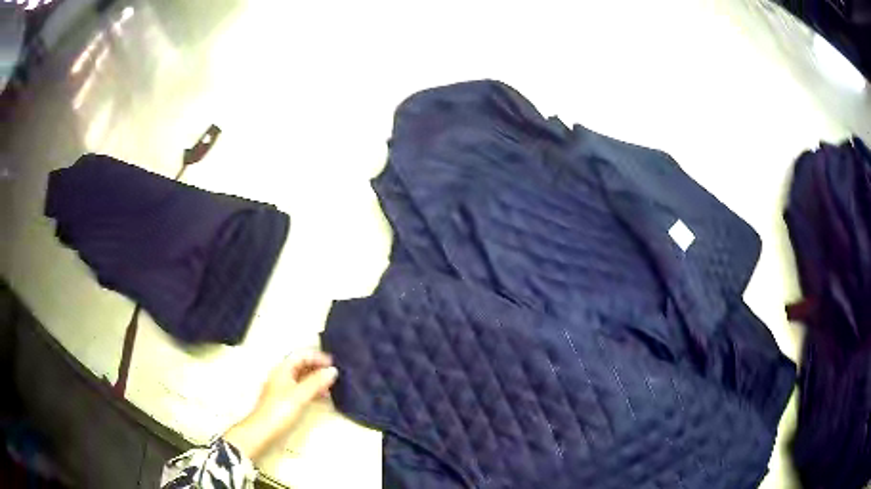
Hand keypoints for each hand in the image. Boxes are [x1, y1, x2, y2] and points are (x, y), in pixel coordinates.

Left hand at [223, 350, 337, 460]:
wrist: (264, 431)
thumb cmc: (280, 410)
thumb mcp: (300, 395)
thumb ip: (316, 382)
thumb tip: (333, 370)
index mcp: (283, 370)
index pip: (301, 355)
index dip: (317, 356)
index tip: (333, 363)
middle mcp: (282, 376)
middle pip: (301, 365)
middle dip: (318, 367)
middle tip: (334, 374)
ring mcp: (283, 389)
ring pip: (302, 378)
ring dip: (317, 379)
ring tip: (331, 386)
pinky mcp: (286, 401)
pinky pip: (302, 389)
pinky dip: (313, 390)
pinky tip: (322, 397)